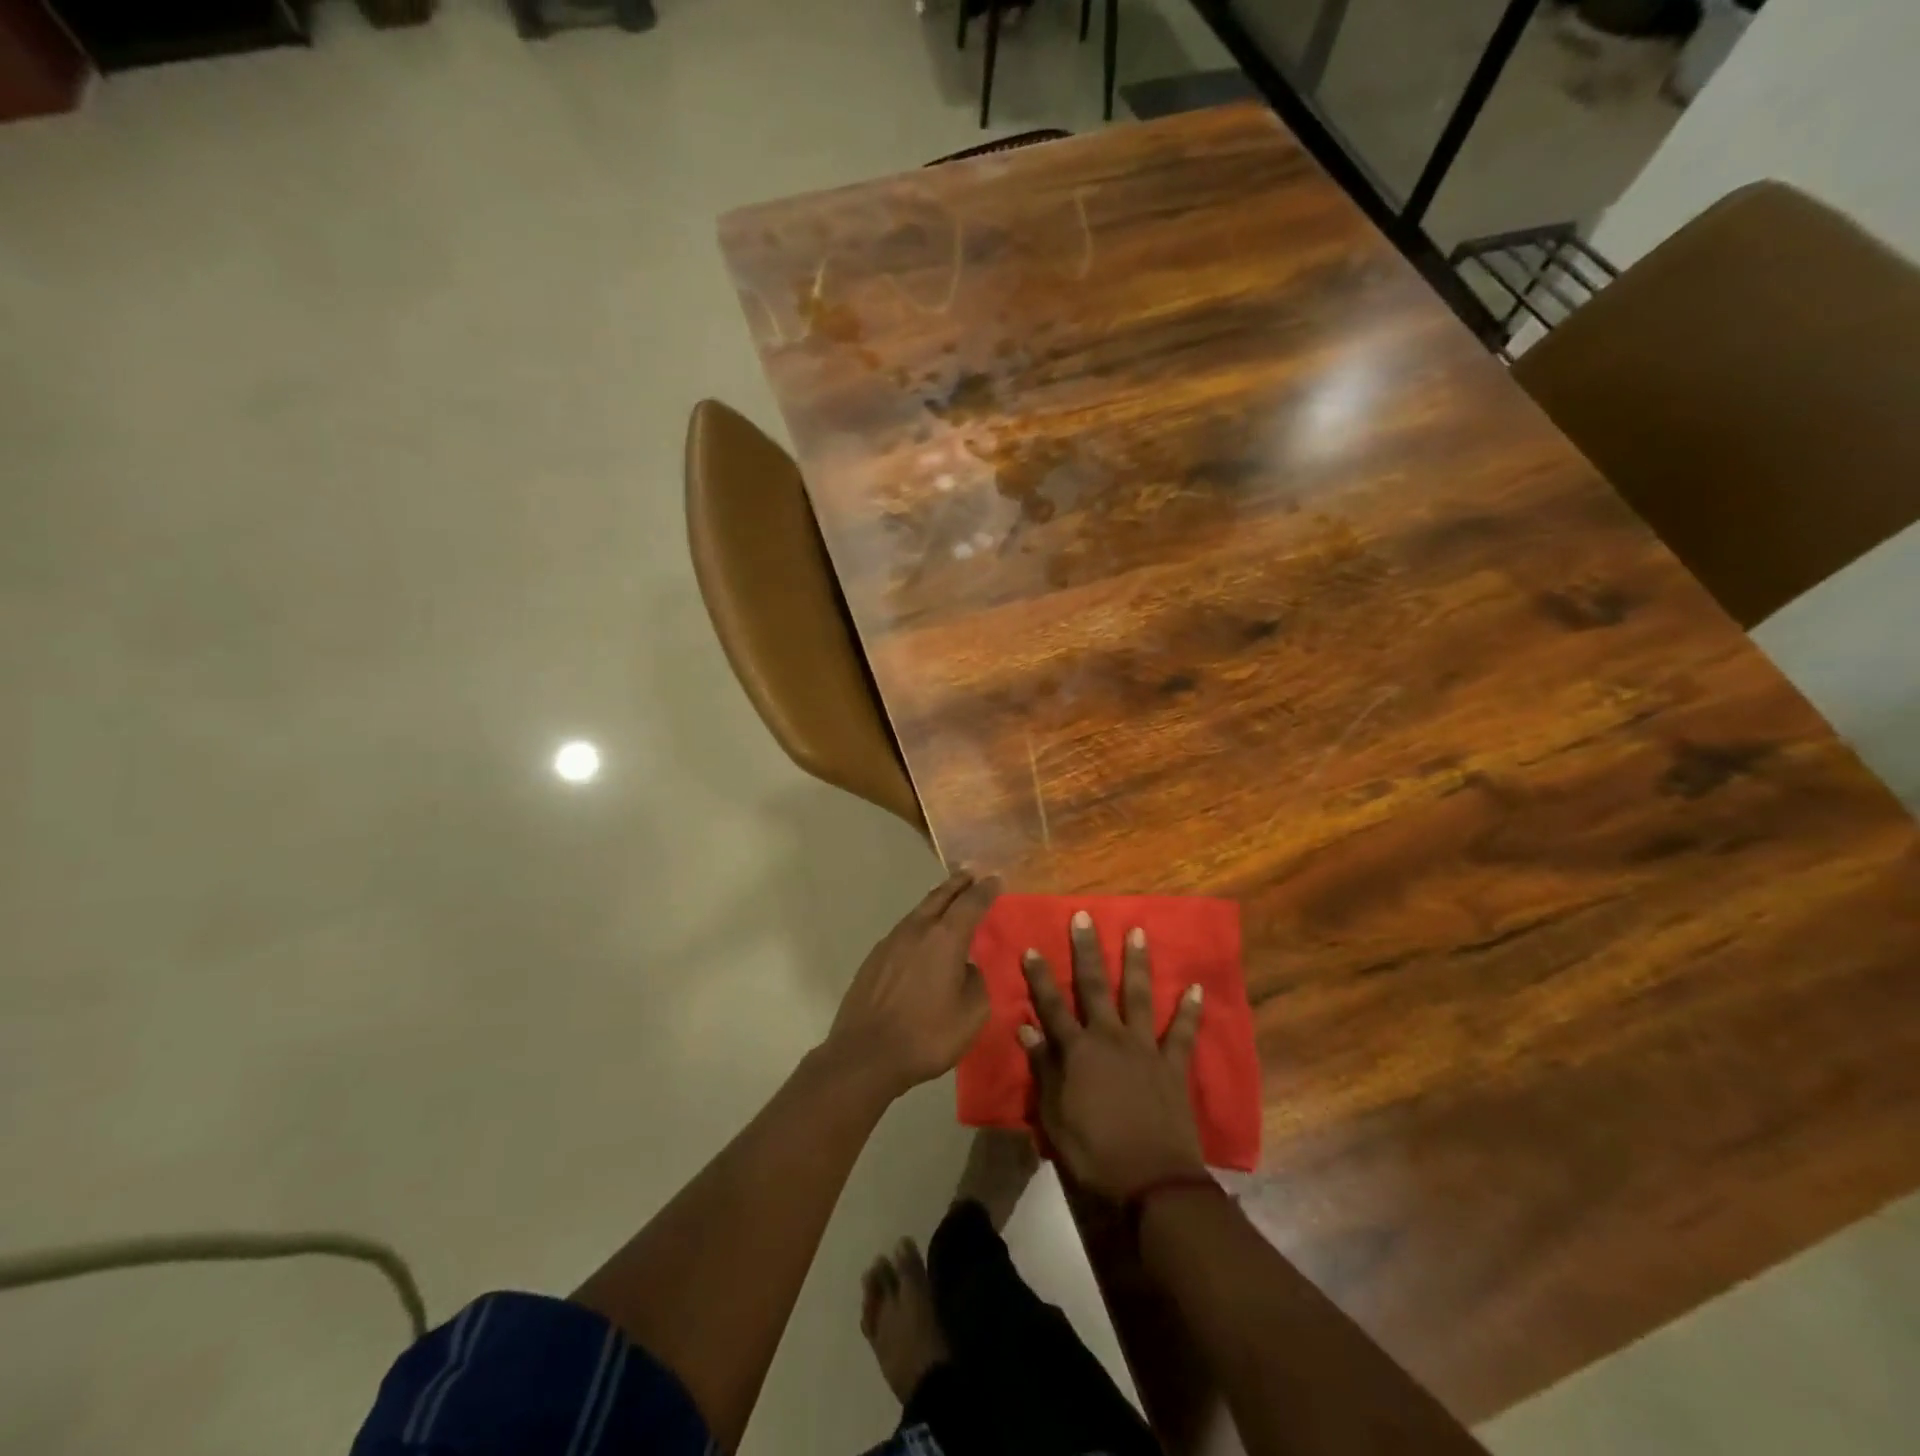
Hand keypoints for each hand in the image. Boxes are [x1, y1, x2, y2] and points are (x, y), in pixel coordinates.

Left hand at [825, 870, 999, 1098]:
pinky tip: (921, 938)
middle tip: (971, 873)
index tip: (996, 878)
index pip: (971, 903)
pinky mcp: (874, 959)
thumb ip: (975, 982)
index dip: (985, 890)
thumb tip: (965, 968)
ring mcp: (890, 942)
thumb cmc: (927, 1035)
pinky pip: (904, 931)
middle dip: (958, 884)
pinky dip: (919, 925)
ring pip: (919, 912)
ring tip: (948, 899)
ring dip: (937, 901)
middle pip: (940, 897)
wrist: (865, 1055)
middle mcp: (917, 930)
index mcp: (945, 938)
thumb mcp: (971, 1014)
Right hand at [1020, 912, 1205, 1199]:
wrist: (1151, 1182)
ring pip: (1140, 996)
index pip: (1051, 1006)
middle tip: (1084, 917)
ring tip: (1138, 931)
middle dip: (1087, 950)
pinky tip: (1198, 988)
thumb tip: (1026, 1030)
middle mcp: (1109, 1038)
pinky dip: (1191, 1011)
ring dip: (1137, 963)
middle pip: (1095, 986)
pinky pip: (1184, 1033)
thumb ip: (1042, 1069)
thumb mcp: (1053, 1115)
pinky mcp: (1173, 1066)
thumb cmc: (1093, 1152)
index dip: (1039, 978)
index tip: (1032, 948)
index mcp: (1077, 1051)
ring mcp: (1145, 1048)